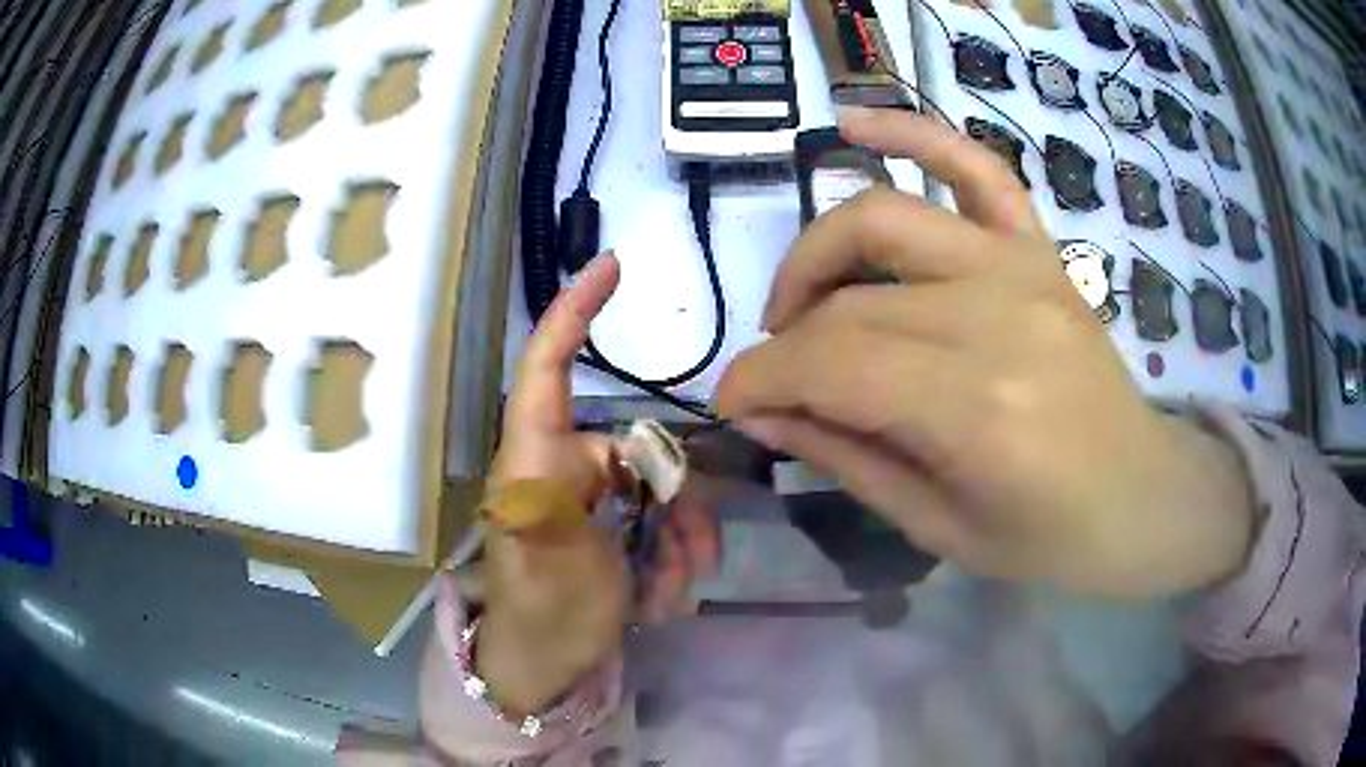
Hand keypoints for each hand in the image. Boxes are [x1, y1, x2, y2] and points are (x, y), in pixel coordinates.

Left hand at [479, 254, 719, 715]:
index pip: (544, 368)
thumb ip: (573, 499)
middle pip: (637, 446)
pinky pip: (660, 516)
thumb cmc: (540, 615)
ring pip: (659, 485)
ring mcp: (590, 496)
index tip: (612, 267)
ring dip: (680, 533)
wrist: (545, 666)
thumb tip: (620, 453)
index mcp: (533, 459)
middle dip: (676, 497)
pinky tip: (670, 591)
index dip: (572, 313)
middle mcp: (562, 464)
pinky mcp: (612, 523)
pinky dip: (675, 550)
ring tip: (679, 584)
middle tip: (695, 552)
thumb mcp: (550, 562)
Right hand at [717, 109, 1255, 596]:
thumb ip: (847, 458)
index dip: (762, 379)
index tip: (729, 403)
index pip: (831, 364)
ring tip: (798, 301)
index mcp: (976, 409)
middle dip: (785, 342)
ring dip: (817, 252)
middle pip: (850, 302)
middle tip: (772, 381)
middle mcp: (997, 315)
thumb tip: (763, 413)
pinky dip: (913, 134)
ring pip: (884, 218)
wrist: (1142, 496)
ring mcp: (1024, 267)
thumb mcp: (938, 529)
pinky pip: (974, 167)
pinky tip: (854, 124)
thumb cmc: (1049, 537)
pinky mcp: (1040, 249)